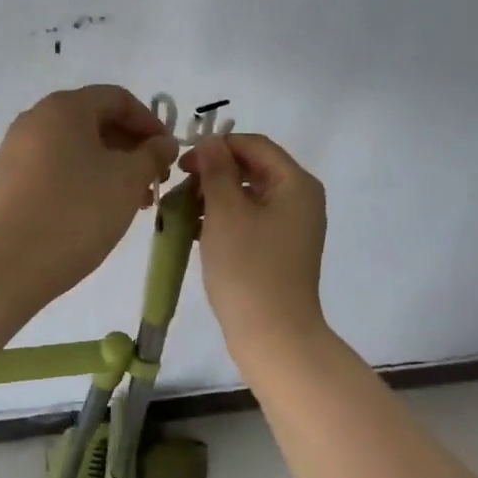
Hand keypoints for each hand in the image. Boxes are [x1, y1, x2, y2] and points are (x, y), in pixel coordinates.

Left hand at [0, 86, 178, 309]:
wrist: (10, 264)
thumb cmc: (77, 213)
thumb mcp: (127, 181)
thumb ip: (152, 154)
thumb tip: (163, 142)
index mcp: (64, 108)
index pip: (118, 99)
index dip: (150, 123)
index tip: (168, 154)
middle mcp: (34, 120)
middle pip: (93, 122)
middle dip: (129, 149)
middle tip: (152, 182)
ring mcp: (13, 151)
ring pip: (73, 150)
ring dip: (107, 169)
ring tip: (128, 203)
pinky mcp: (4, 183)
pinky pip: (51, 171)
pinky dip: (79, 182)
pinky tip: (93, 213)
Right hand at [183, 133, 328, 355]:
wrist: (273, 335)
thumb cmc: (248, 269)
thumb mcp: (226, 213)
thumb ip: (217, 171)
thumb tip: (211, 142)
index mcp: (296, 184)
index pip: (255, 146)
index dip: (217, 147)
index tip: (181, 165)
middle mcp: (300, 200)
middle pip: (252, 170)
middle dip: (212, 175)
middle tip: (177, 190)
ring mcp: (292, 228)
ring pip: (248, 198)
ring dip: (213, 199)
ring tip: (180, 214)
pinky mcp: (280, 252)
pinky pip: (250, 223)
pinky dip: (223, 222)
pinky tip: (194, 233)